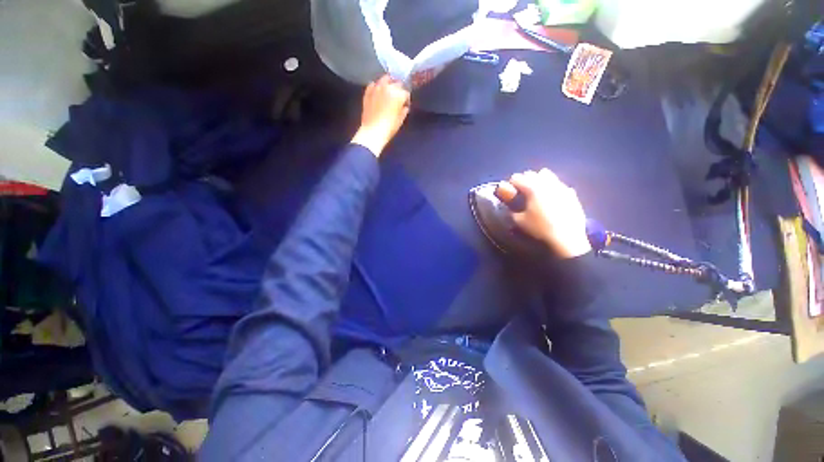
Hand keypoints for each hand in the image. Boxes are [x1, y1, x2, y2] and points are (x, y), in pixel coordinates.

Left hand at [351, 75, 410, 156]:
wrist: (373, 131)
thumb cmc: (389, 127)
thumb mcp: (400, 120)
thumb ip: (404, 110)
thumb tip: (404, 106)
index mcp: (399, 94)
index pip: (406, 92)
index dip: (406, 99)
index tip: (405, 104)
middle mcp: (388, 87)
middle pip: (396, 83)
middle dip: (399, 89)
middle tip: (398, 98)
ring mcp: (377, 88)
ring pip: (385, 79)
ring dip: (388, 83)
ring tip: (388, 91)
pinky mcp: (368, 91)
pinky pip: (373, 84)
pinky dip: (377, 87)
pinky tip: (378, 93)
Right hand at [495, 169, 591, 258]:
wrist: (567, 239)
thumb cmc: (540, 229)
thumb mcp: (519, 221)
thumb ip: (512, 210)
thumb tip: (510, 205)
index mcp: (533, 188)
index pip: (517, 178)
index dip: (511, 183)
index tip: (509, 190)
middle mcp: (547, 183)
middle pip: (533, 174)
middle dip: (525, 179)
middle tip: (521, 190)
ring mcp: (562, 187)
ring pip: (548, 176)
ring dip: (540, 180)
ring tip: (537, 191)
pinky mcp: (572, 195)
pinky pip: (560, 185)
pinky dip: (553, 188)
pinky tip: (552, 198)